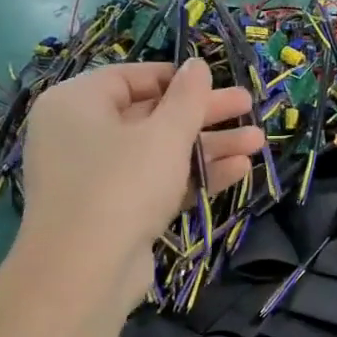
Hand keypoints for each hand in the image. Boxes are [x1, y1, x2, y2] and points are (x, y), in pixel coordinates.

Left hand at [15, 60, 262, 314]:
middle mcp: (82, 134)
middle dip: (205, 114)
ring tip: (258, 142)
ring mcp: (99, 176)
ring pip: (161, 152)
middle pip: (153, 115)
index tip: (216, 81)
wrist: (85, 271)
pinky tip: (239, 171)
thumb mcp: (163, 135)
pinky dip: (194, 175)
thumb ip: (188, 98)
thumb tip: (198, 65)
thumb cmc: (122, 184)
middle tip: (249, 107)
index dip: (178, 78)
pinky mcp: (117, 210)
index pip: (131, 77)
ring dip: (210, 146)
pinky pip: (159, 182)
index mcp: (77, 103)